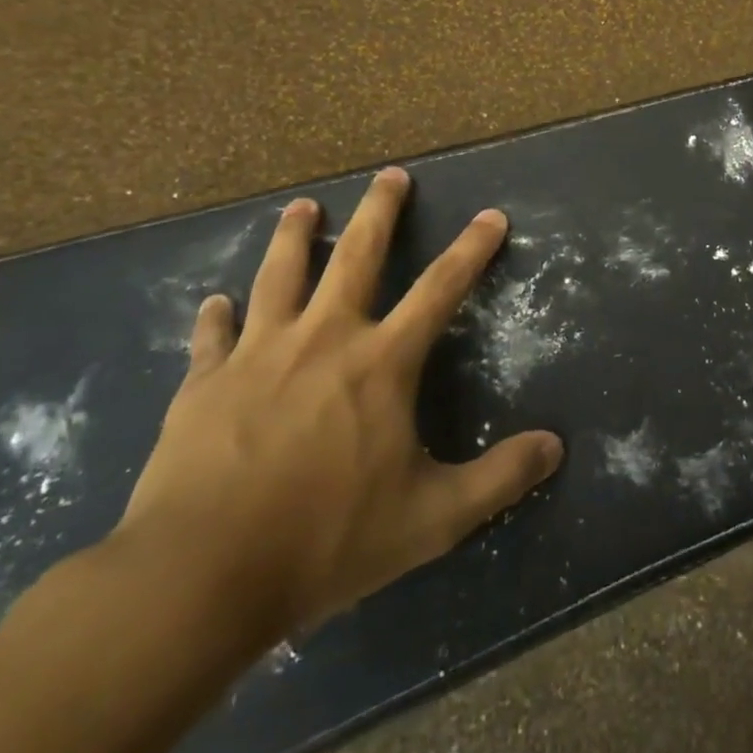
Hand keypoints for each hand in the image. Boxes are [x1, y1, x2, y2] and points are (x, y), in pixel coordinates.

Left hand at [116, 170, 563, 638]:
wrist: (197, 578)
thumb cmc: (326, 540)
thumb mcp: (433, 518)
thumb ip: (500, 478)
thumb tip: (555, 447)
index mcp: (381, 363)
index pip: (441, 289)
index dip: (472, 249)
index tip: (492, 215)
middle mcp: (323, 340)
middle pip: (355, 256)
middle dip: (379, 211)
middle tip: (390, 174)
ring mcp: (257, 356)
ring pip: (279, 275)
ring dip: (294, 236)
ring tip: (301, 206)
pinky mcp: (203, 385)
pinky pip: (213, 336)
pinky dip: (217, 316)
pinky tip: (216, 302)